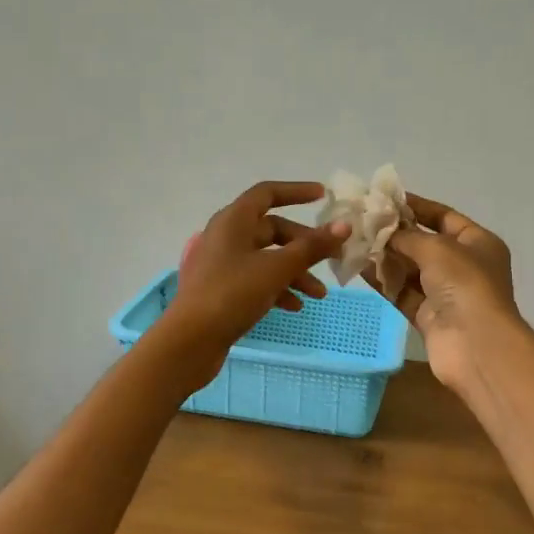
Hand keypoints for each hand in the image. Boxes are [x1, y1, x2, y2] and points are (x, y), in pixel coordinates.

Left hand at [161, 182, 349, 386]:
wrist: (189, 341)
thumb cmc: (232, 294)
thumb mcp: (277, 269)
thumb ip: (312, 247)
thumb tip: (344, 225)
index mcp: (233, 220)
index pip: (267, 194)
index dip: (296, 191)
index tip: (323, 196)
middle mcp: (225, 236)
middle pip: (272, 229)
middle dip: (304, 245)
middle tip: (331, 259)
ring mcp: (221, 264)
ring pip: (266, 257)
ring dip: (295, 271)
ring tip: (318, 295)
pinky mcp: (221, 289)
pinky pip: (256, 279)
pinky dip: (277, 288)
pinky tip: (295, 307)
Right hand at [371, 193, 520, 390]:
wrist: (476, 344)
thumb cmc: (465, 284)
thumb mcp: (436, 248)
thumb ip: (406, 236)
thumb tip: (383, 230)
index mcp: (478, 243)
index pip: (444, 216)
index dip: (416, 206)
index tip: (385, 198)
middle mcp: (464, 265)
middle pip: (424, 243)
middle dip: (395, 233)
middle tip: (362, 220)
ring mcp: (446, 293)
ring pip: (411, 269)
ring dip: (385, 256)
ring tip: (354, 241)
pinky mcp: (429, 316)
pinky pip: (403, 293)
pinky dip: (384, 281)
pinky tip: (359, 267)